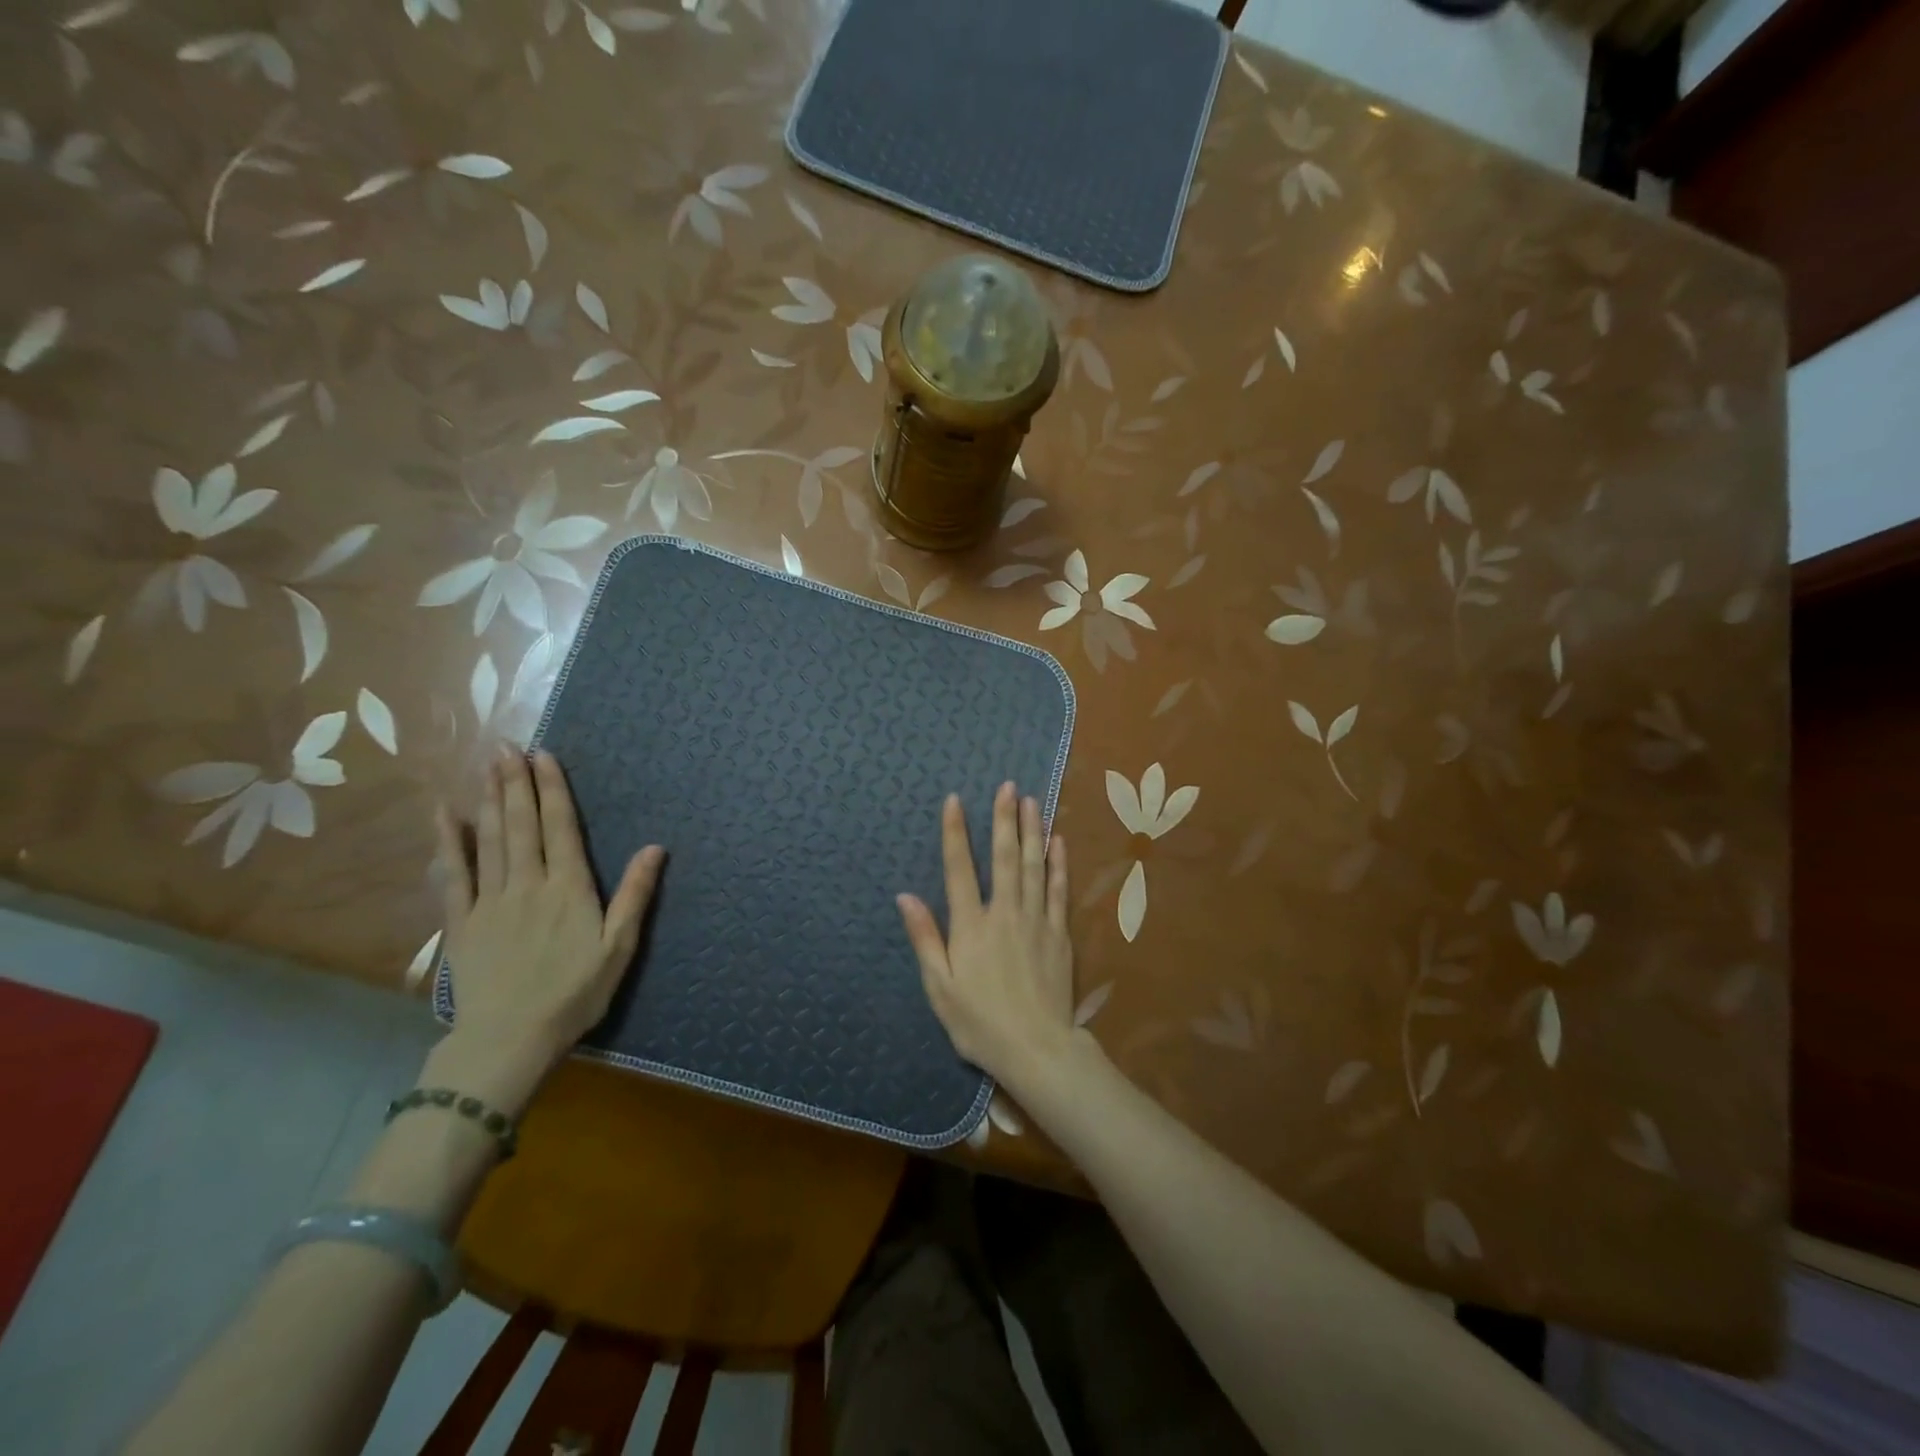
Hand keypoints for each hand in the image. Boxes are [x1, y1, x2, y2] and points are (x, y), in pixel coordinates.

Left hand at [432, 747, 663, 1113]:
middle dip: (516, 783)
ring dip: (490, 800)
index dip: (553, 790)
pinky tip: (444, 814)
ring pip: (491, 839)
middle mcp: (529, 884)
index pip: (561, 828)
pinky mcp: (462, 922)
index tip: (544, 756)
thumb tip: (656, 847)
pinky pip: (454, 874)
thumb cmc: (575, 993)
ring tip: (487, 765)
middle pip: (522, 824)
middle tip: (508, 746)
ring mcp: (491, 900)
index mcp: (569, 888)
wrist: (510, 1038)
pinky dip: (448, 842)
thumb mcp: (619, 947)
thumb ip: (634, 895)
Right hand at [898, 782, 1075, 1085]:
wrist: (1037, 1048)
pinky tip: (1057, 841)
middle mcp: (1004, 913)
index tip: (955, 800)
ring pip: (1033, 865)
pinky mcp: (1059, 933)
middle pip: (1003, 857)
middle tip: (1007, 786)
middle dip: (1004, 819)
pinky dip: (1058, 863)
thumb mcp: (939, 987)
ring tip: (1032, 801)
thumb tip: (906, 896)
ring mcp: (1036, 920)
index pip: (959, 868)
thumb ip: (925, 938)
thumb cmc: (980, 1022)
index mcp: (971, 925)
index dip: (955, 832)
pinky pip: (1058, 890)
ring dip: (1031, 831)